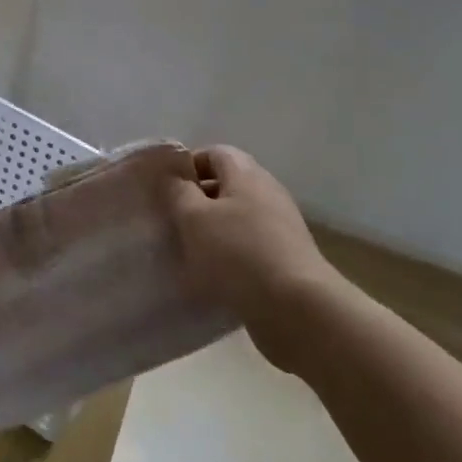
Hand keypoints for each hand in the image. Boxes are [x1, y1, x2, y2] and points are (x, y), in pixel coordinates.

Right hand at [166, 146, 341, 371]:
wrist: (296, 307)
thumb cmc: (237, 253)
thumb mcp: (194, 218)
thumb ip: (177, 191)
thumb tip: (173, 175)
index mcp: (246, 174)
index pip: (214, 153)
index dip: (187, 166)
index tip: (164, 189)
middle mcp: (268, 192)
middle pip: (226, 184)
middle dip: (196, 200)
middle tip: (171, 221)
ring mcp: (280, 225)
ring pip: (237, 217)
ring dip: (211, 230)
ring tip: (187, 251)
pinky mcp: (286, 257)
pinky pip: (249, 245)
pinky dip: (229, 254)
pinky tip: (213, 275)